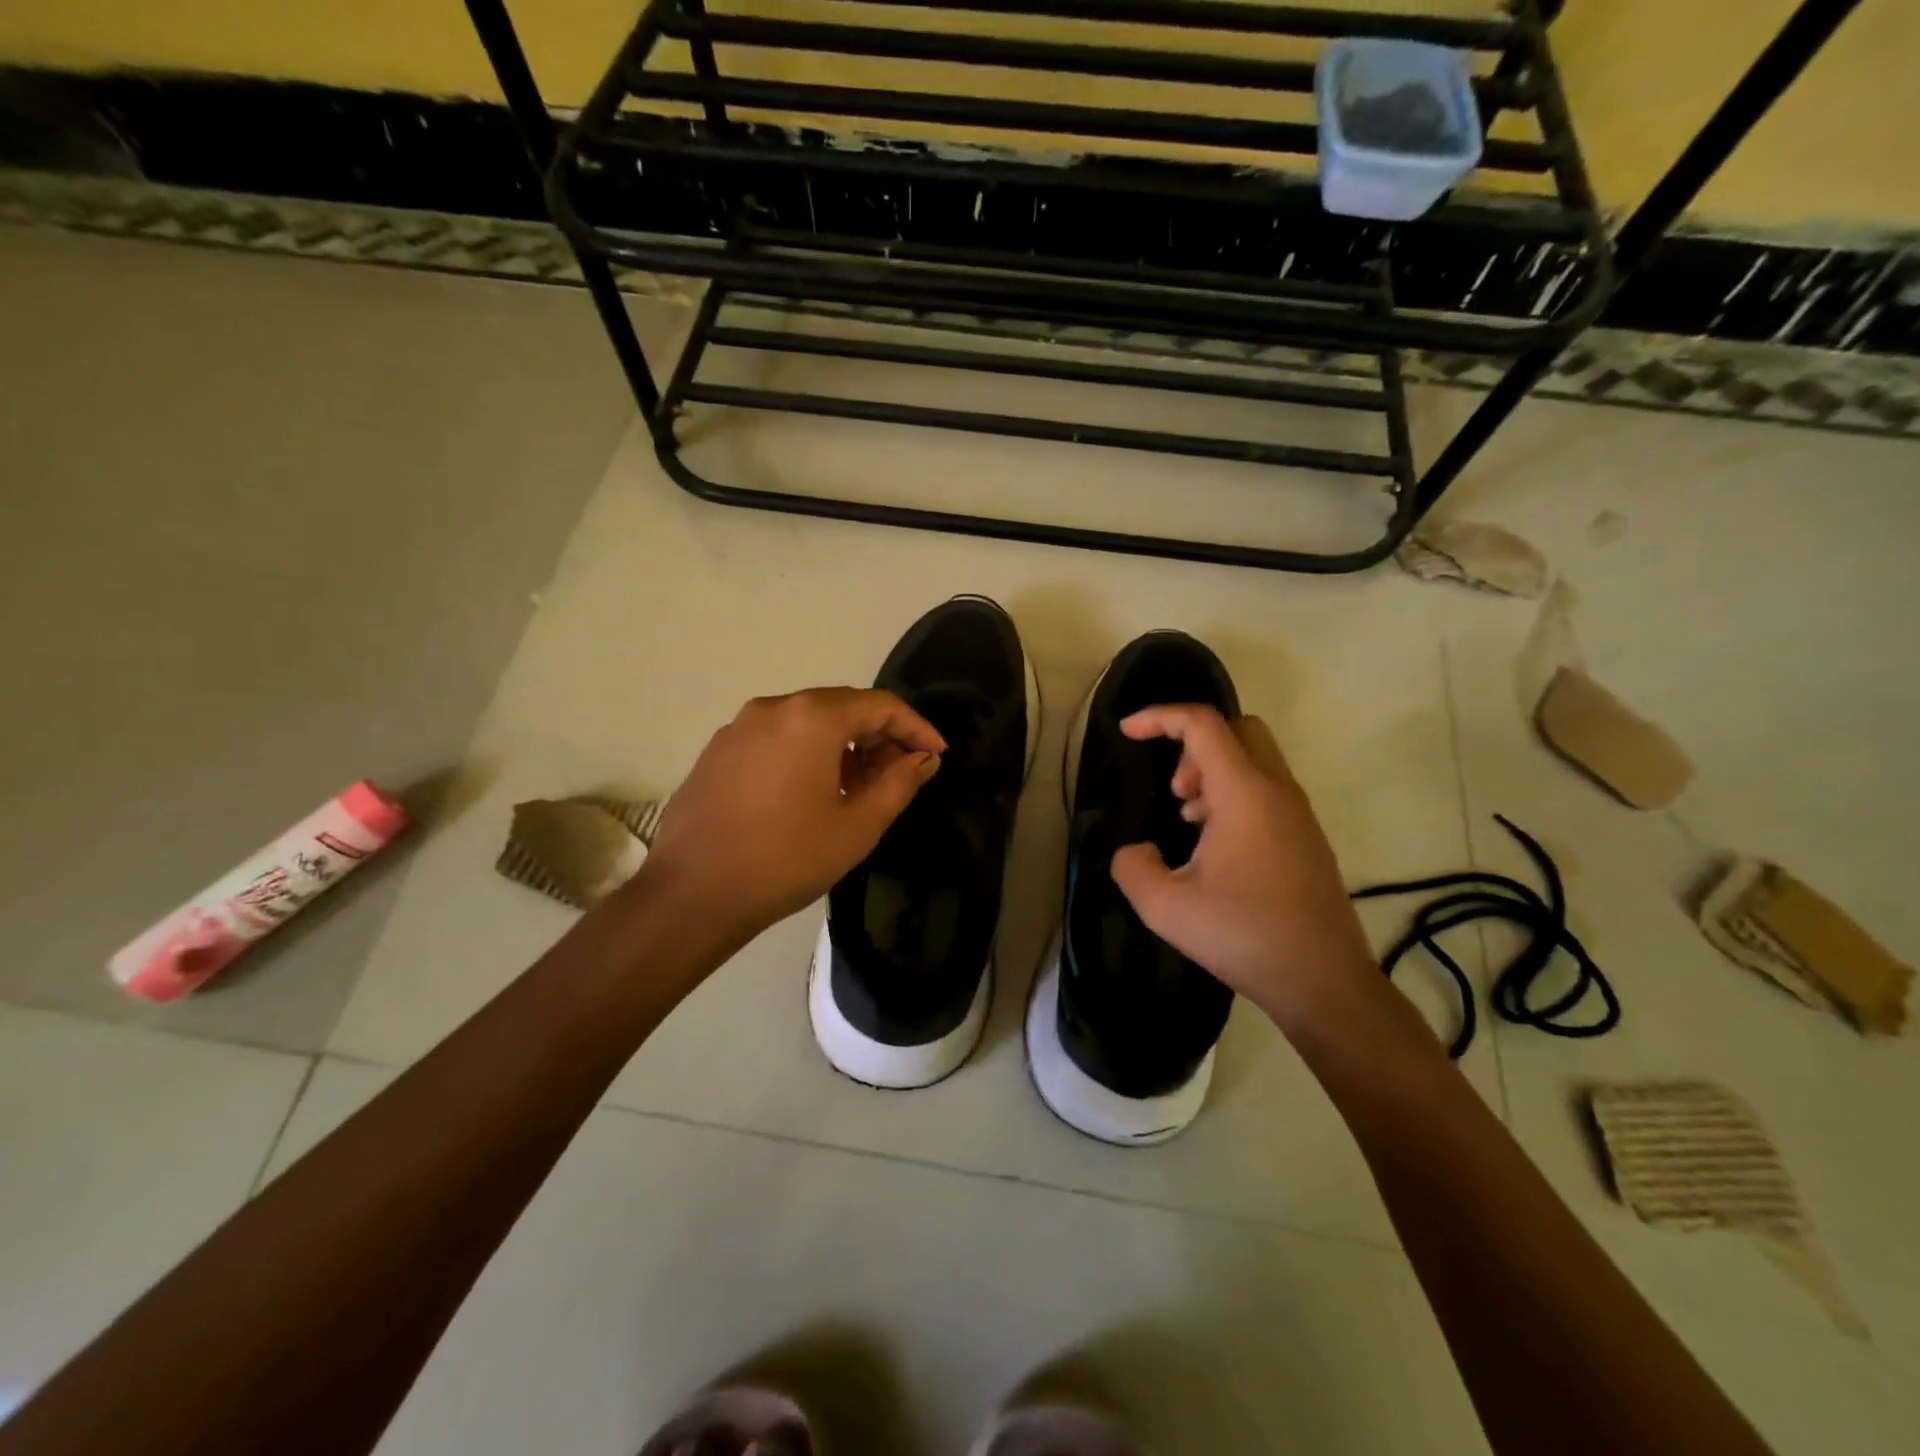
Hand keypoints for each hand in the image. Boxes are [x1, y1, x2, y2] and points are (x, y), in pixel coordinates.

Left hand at [640, 687, 945, 944]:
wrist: (692, 894)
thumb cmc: (786, 859)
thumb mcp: (858, 826)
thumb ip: (899, 783)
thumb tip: (922, 758)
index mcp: (811, 718)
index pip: (880, 705)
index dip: (915, 728)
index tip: (937, 755)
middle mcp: (774, 707)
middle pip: (842, 707)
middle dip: (879, 735)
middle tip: (902, 772)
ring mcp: (739, 727)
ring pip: (808, 722)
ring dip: (843, 746)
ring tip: (860, 787)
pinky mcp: (718, 750)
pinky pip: (777, 738)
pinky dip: (807, 753)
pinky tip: (812, 792)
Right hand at [1108, 704, 1383, 1036]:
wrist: (1324, 983)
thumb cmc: (1244, 936)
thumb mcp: (1165, 907)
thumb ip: (1131, 867)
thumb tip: (1136, 851)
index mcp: (1244, 793)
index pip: (1202, 724)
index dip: (1159, 717)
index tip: (1127, 732)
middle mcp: (1277, 791)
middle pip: (1238, 729)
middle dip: (1194, 744)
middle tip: (1173, 789)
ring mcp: (1298, 814)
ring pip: (1255, 759)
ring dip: (1213, 773)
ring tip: (1187, 819)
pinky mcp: (1306, 838)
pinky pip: (1266, 790)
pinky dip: (1233, 796)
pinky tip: (1213, 846)